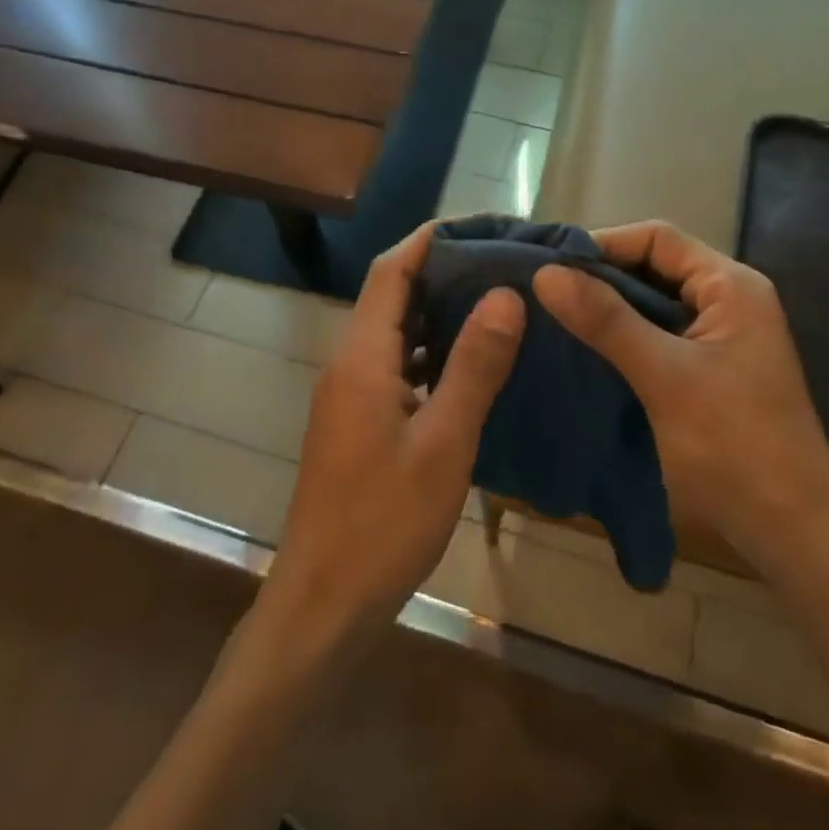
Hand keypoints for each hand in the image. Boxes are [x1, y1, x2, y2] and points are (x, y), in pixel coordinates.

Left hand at [263, 224, 523, 647]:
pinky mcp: (357, 420)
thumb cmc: (383, 524)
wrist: (322, 605)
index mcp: (362, 356)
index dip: (430, 238)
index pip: (391, 270)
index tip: (481, 224)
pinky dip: (430, 350)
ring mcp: (349, 393)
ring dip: (437, 309)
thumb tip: (505, 294)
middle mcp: (349, 362)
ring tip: (495, 299)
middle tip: (501, 261)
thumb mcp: (443, 443)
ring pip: (395, 330)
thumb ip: (474, 365)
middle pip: (391, 293)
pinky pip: (396, 364)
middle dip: (441, 268)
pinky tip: (469, 363)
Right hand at [532, 221, 828, 563]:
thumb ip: (606, 320)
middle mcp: (729, 299)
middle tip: (543, 294)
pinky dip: (623, 337)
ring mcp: (722, 336)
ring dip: (608, 309)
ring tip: (553, 318)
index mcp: (731, 286)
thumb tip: (546, 273)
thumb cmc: (735, 447)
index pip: (657, 238)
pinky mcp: (712, 368)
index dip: (602, 245)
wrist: (797, 536)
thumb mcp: (665, 377)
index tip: (550, 266)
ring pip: (653, 303)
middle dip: (600, 278)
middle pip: (654, 267)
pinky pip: (659, 335)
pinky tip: (585, 351)